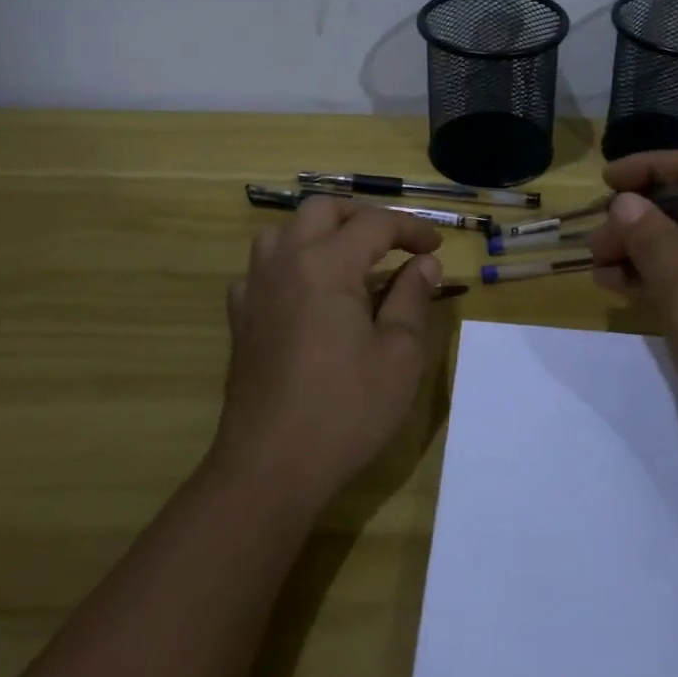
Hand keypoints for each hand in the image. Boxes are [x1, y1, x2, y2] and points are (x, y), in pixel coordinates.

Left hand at [216, 199, 443, 510]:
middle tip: (394, 242)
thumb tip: (425, 264)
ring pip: (284, 232)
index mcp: (326, 264)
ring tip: (349, 260)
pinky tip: (306, 295)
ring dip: (320, 233)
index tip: (436, 248)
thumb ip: (412, 297)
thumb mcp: (399, 354)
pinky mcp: (240, 318)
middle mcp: (285, 262)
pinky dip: (290, 265)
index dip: (411, 230)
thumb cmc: (346, 409)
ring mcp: (256, 289)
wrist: (270, 466)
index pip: (374, 224)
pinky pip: (263, 269)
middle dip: (362, 216)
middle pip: (322, 210)